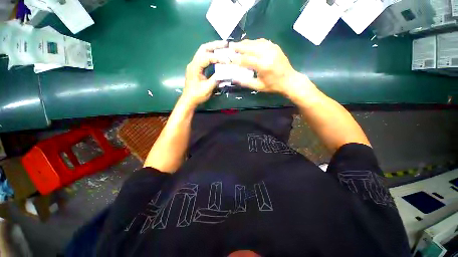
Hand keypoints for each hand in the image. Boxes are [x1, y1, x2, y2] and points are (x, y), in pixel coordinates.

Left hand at [182, 41, 227, 106]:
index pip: (207, 57)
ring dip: (213, 49)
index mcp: (195, 67)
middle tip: (225, 44)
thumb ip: (216, 79)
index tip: (227, 61)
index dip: (218, 58)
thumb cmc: (197, 95)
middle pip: (203, 49)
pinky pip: (204, 58)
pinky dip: (211, 56)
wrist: (188, 100)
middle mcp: (193, 63)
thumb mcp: (207, 88)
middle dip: (215, 45)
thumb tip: (225, 73)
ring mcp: (194, 65)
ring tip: (223, 48)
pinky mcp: (196, 69)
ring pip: (203, 52)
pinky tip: (217, 57)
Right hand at [229, 39, 313, 97]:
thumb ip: (246, 82)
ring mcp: (272, 48)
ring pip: (256, 42)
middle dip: (239, 47)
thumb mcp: (258, 87)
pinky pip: (262, 41)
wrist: (289, 80)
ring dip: (246, 43)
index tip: (230, 58)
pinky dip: (254, 42)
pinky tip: (250, 44)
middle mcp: (267, 54)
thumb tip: (234, 79)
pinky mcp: (275, 47)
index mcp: (263, 66)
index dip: (237, 59)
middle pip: (250, 47)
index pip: (246, 59)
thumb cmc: (273, 86)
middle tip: (230, 46)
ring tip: (238, 45)